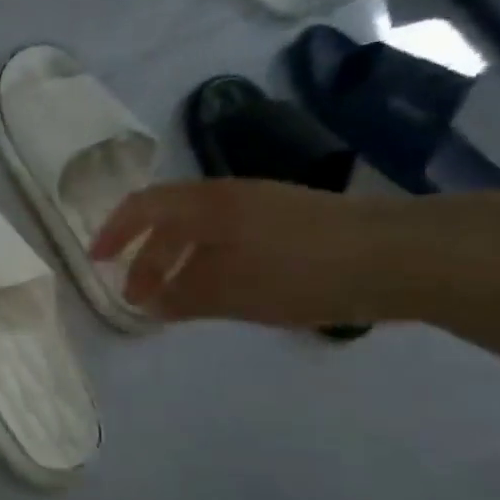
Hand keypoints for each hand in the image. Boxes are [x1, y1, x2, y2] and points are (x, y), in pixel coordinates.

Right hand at [90, 179, 409, 326]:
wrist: (402, 256)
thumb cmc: (299, 271)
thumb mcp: (229, 291)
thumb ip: (181, 297)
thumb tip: (149, 304)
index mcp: (206, 204)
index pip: (142, 207)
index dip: (114, 232)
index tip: (97, 261)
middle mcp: (230, 195)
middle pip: (171, 220)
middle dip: (147, 258)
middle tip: (140, 297)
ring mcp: (266, 205)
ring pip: (203, 230)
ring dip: (180, 261)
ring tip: (178, 298)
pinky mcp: (295, 221)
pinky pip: (232, 237)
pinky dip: (211, 261)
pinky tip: (226, 289)